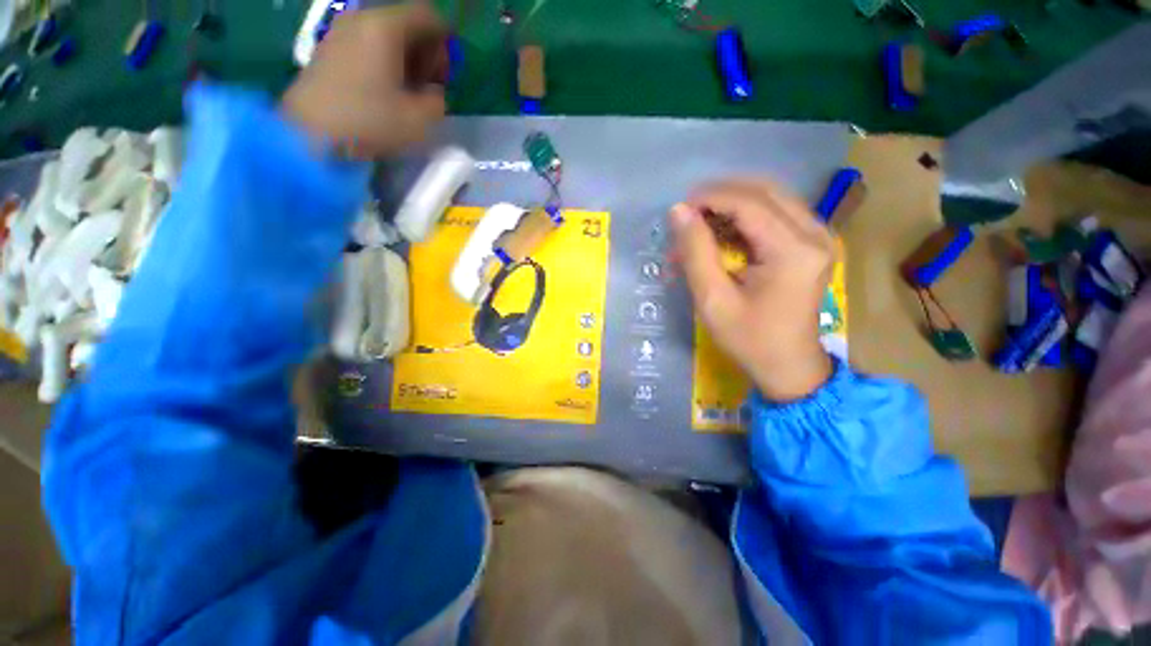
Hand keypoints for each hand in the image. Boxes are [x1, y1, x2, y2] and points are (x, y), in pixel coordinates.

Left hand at [282, 3, 447, 158]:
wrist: (310, 133)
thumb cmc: (370, 121)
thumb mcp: (420, 119)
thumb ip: (438, 100)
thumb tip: (434, 92)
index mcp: (386, 26)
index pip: (427, 15)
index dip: (445, 40)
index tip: (449, 71)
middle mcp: (362, 18)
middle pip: (406, 21)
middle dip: (426, 50)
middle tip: (432, 83)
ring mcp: (341, 31)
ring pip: (386, 33)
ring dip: (406, 57)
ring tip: (411, 89)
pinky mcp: (330, 48)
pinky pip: (367, 42)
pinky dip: (385, 59)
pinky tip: (387, 88)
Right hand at [670, 179, 834, 400]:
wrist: (788, 365)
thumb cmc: (748, 338)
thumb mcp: (713, 299)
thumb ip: (696, 252)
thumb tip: (678, 211)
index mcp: (793, 251)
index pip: (749, 203)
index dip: (711, 198)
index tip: (680, 209)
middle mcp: (815, 234)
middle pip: (764, 191)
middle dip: (721, 195)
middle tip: (689, 213)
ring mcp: (820, 236)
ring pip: (772, 197)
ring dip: (733, 203)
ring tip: (702, 222)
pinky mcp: (814, 242)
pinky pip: (778, 212)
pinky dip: (747, 215)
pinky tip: (725, 231)